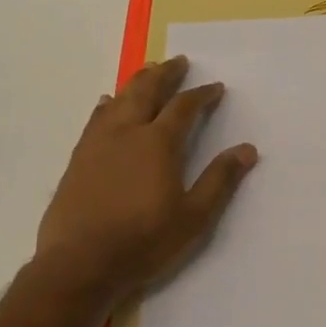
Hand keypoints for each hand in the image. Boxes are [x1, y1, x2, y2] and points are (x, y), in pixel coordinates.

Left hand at [33, 56, 257, 304]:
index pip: (184, 107)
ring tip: (147, 72)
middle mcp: (126, 133)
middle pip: (146, 90)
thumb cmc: (144, 241)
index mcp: (158, 143)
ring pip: (118, 99)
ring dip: (136, 82)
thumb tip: (248, 149)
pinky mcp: (77, 159)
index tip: (215, 87)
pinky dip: (107, 104)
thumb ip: (220, 179)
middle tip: (178, 61)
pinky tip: (106, 103)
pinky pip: (95, 118)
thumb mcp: (194, 216)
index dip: (202, 94)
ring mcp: (97, 144)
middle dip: (165, 74)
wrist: (79, 265)